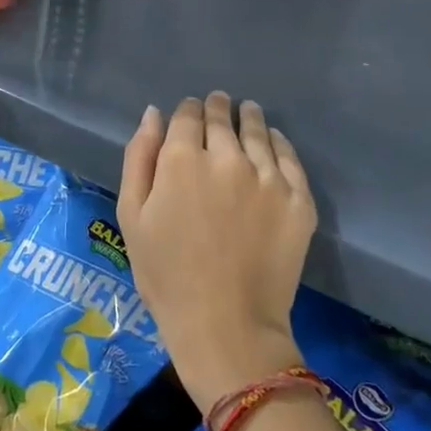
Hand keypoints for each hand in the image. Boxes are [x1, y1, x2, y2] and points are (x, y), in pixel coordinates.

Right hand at [117, 92, 317, 410]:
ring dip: (248, 118)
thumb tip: (154, 114)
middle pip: (223, 118)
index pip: (188, 115)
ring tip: (247, 112)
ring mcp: (268, 177)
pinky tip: (273, 139)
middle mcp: (228, 157)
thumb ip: (140, 158)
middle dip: (217, 108)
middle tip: (219, 104)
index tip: (191, 111)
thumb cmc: (166, 274)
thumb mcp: (132, 216)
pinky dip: (279, 142)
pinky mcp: (298, 199)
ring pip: (258, 131)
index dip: (188, 109)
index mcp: (183, 159)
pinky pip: (289, 157)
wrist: (225, 325)